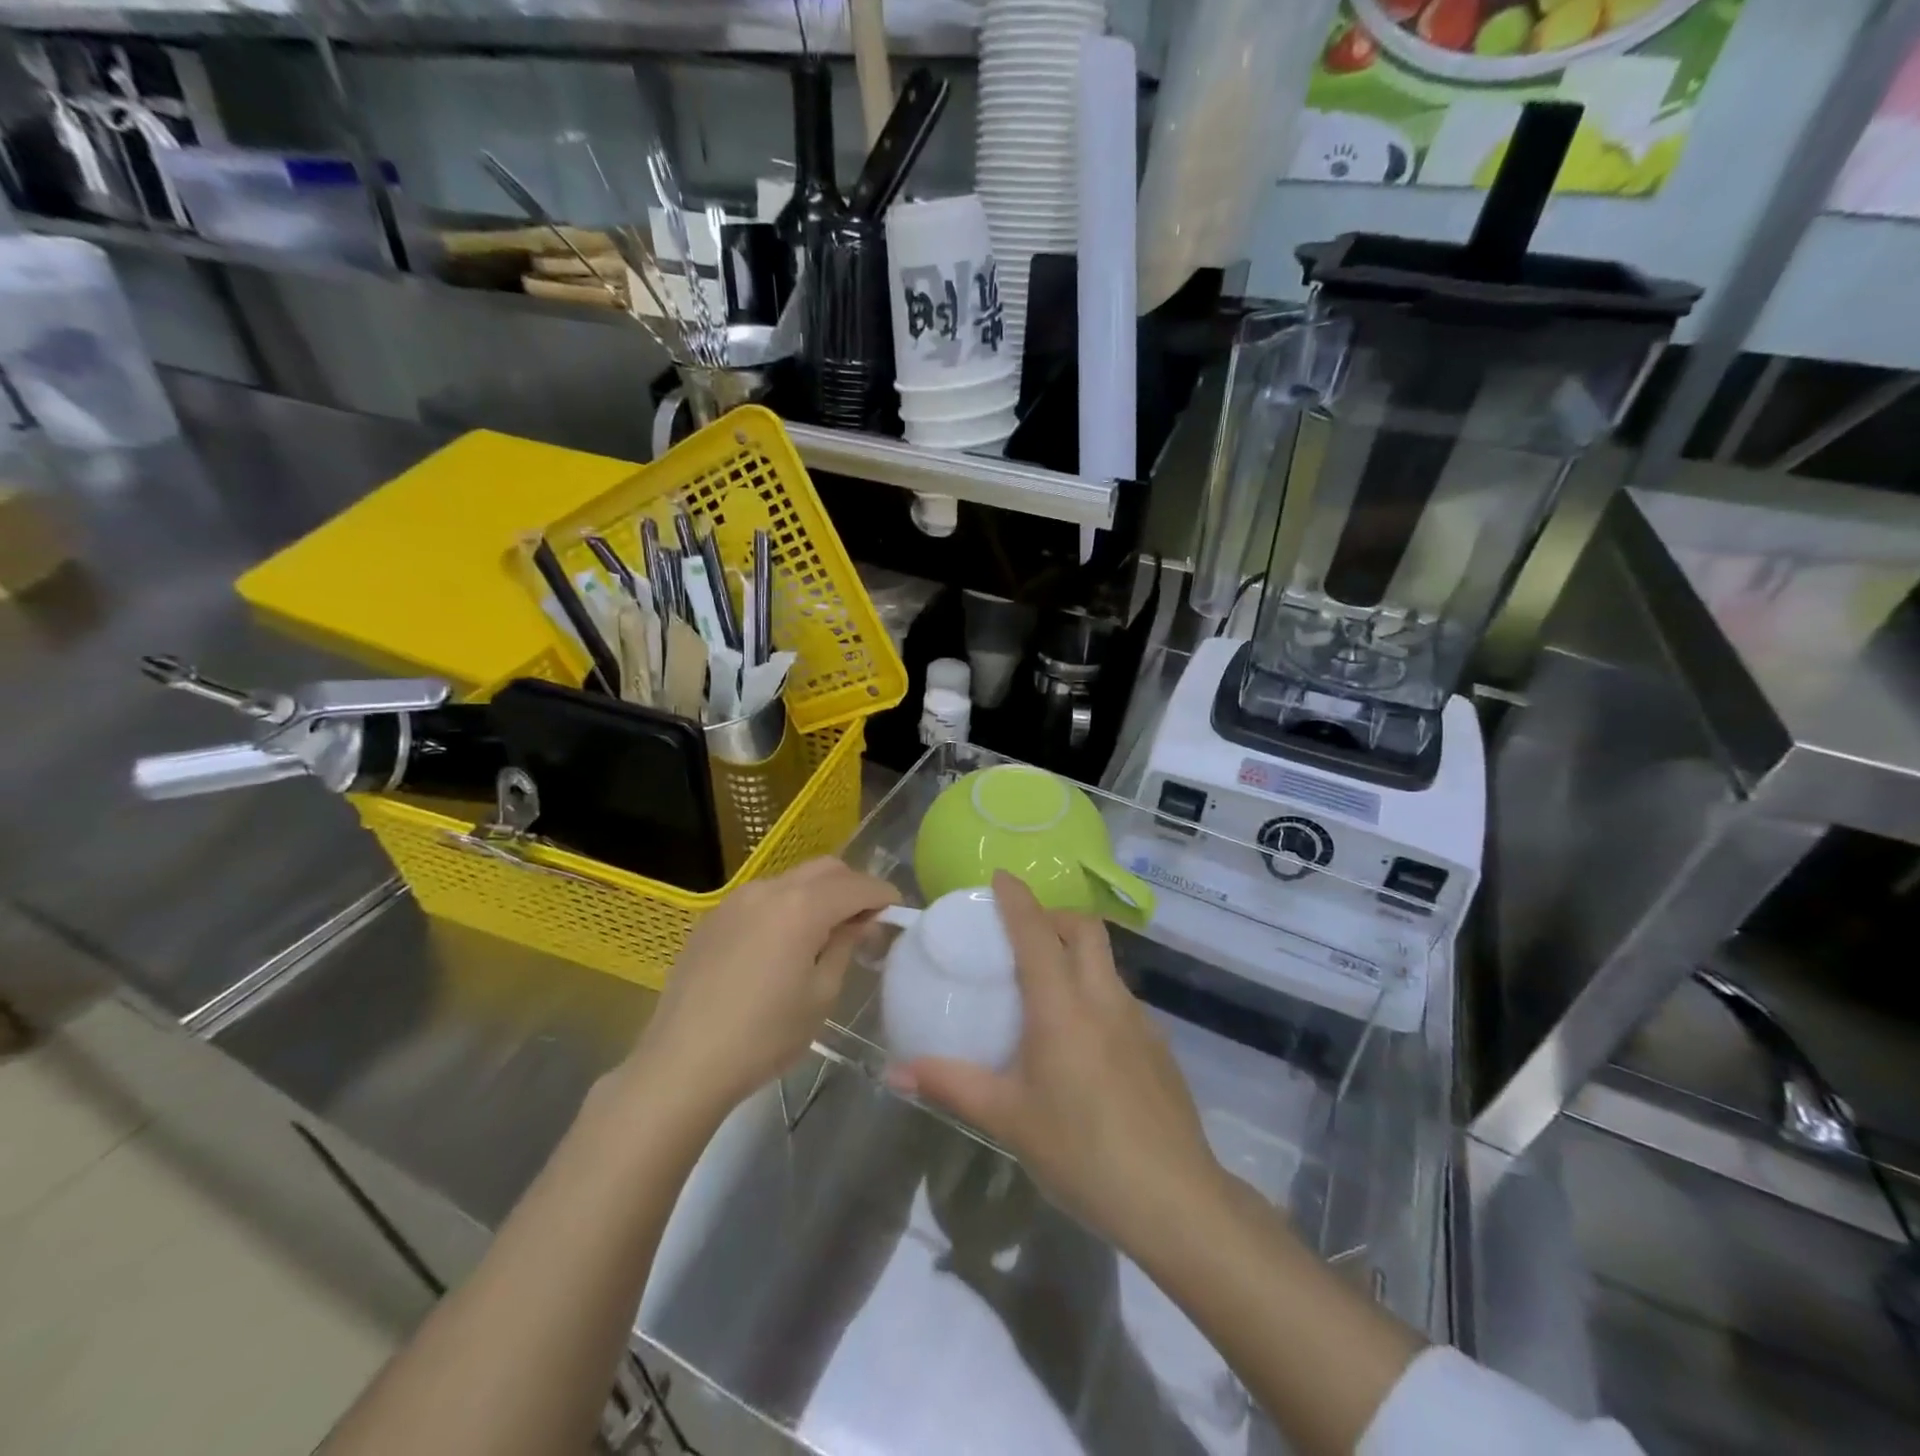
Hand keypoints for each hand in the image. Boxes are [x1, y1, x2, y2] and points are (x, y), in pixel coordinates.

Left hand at [632, 858, 897, 1117]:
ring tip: (826, 930)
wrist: (683, 1063)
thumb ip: (844, 946)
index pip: (856, 885)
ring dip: (818, 893)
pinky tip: (784, 941)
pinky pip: (763, 897)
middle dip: (852, 886)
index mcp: (802, 906)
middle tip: (866, 918)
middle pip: (825, 869)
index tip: (897, 909)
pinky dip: (787, 905)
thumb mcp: (821, 995)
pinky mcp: (714, 918)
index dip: (883, 894)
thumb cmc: (764, 1035)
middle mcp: (769, 889)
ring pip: (792, 879)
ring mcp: (736, 900)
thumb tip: (860, 922)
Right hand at [889, 872, 1222, 1254]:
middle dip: (1054, 916)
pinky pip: (1120, 997)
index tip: (1000, 876)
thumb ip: (952, 1086)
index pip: (1036, 931)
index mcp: (1062, 1005)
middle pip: (1084, 929)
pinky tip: (1082, 1041)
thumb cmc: (1082, 1151)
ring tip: (1046, 989)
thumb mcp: (1009, 1119)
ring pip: (1106, 962)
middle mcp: (1103, 997)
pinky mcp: (1158, 1044)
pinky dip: (1095, 992)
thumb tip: (895, 1072)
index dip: (1017, 898)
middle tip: (1022, 934)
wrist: (1175, 1199)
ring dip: (1076, 954)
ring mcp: (1138, 1019)